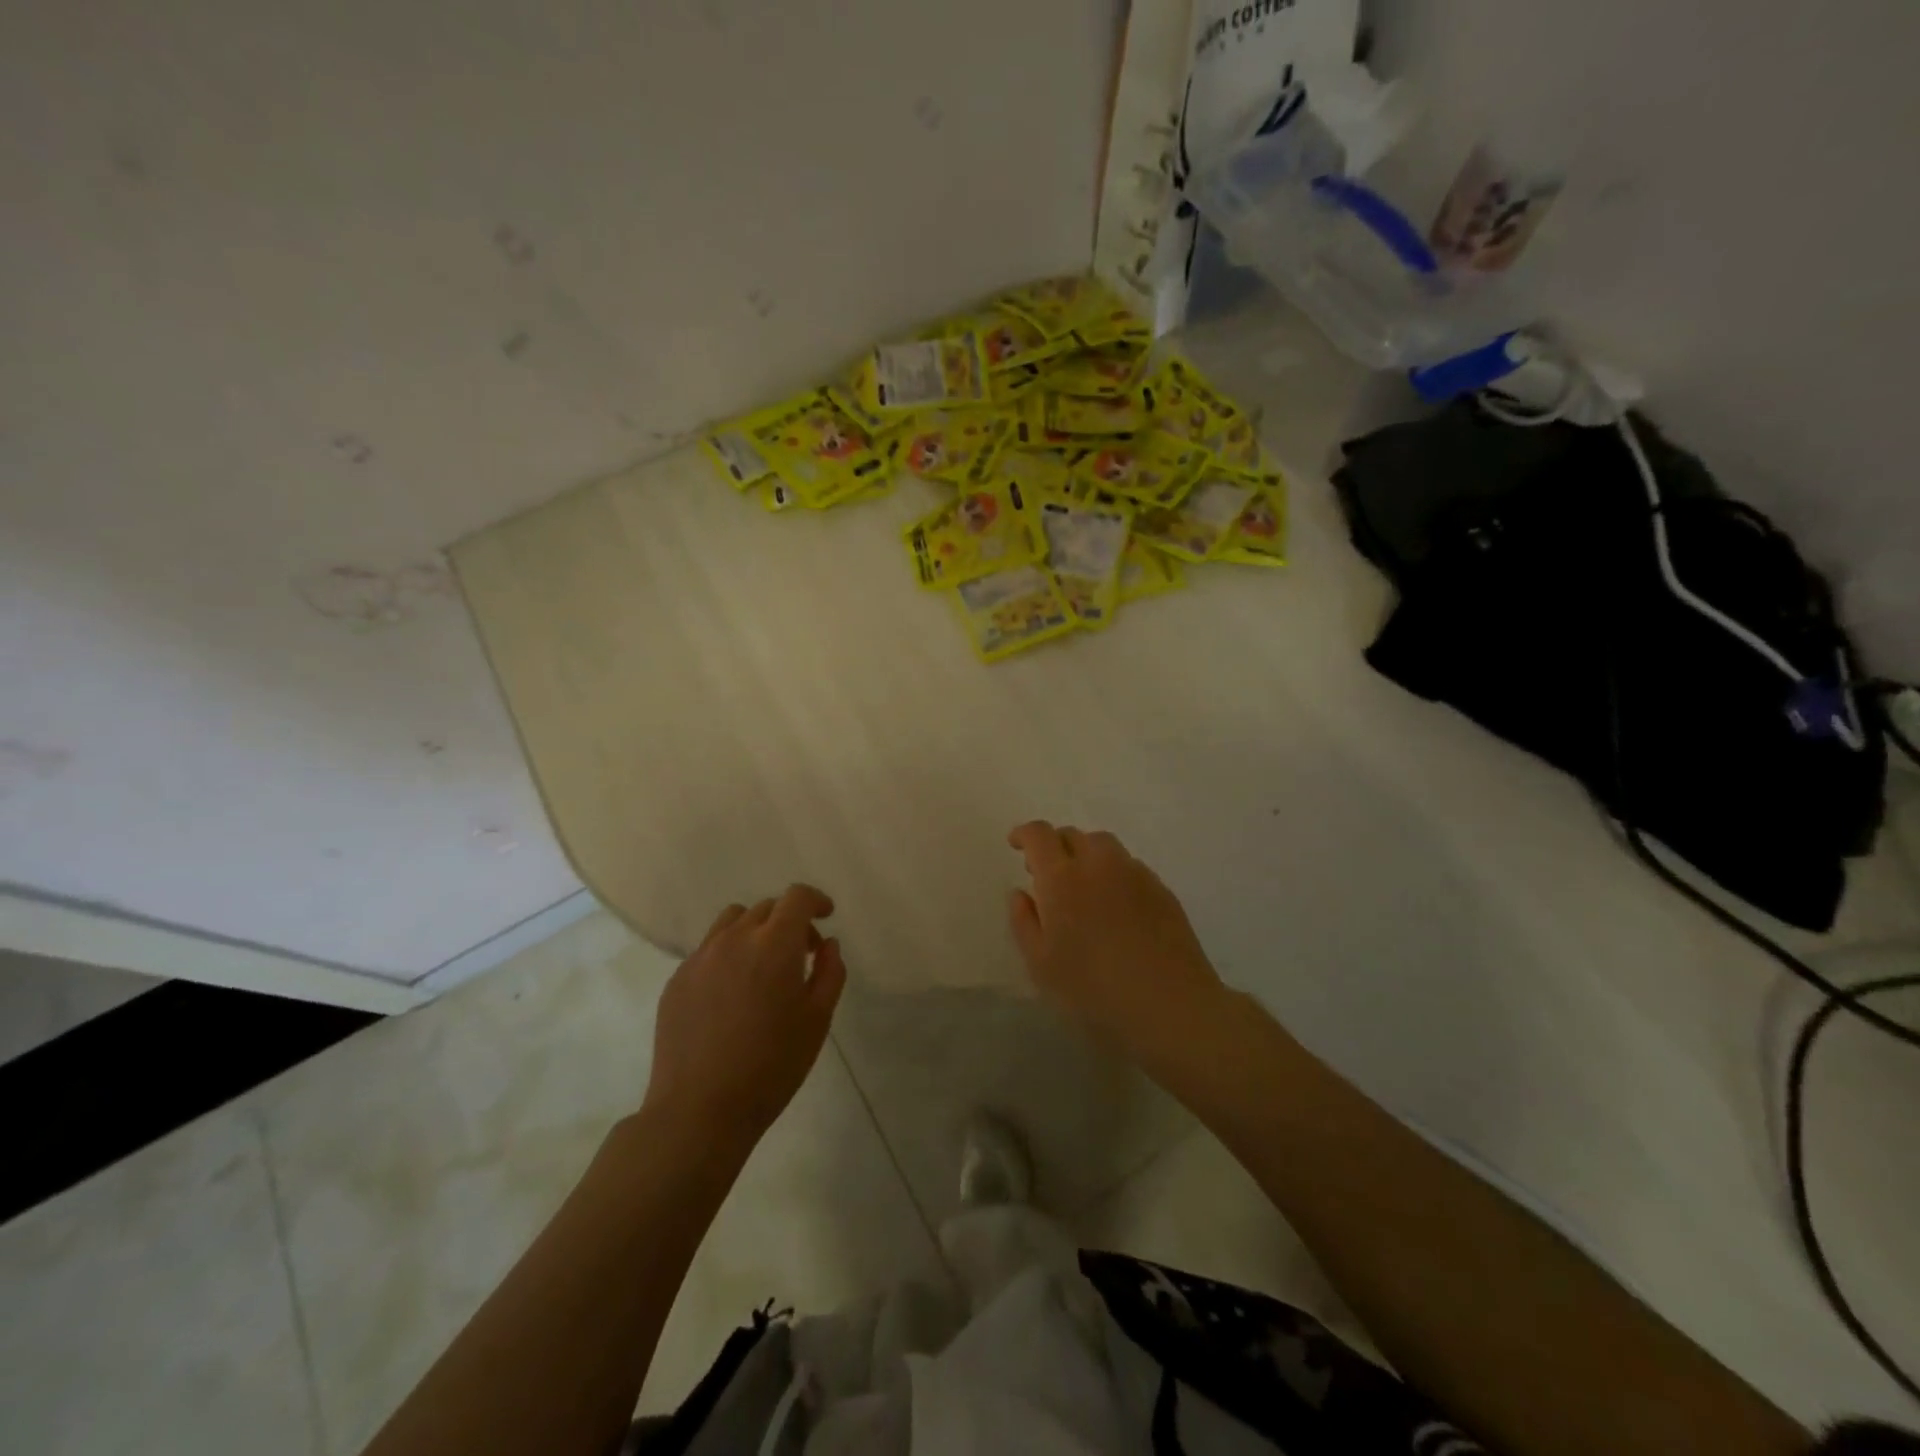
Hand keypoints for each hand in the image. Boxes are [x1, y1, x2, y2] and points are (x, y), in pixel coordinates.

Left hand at [643, 885, 845, 1145]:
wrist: (699, 1110)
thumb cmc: (771, 1066)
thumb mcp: (817, 1021)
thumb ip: (830, 973)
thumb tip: (827, 944)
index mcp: (774, 944)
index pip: (797, 897)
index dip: (816, 900)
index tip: (826, 916)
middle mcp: (734, 939)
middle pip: (766, 908)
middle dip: (789, 921)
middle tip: (802, 955)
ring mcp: (700, 958)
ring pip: (732, 921)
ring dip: (755, 931)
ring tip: (763, 967)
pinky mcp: (677, 980)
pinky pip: (708, 950)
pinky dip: (728, 955)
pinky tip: (732, 995)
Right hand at [1007, 821, 1225, 1064]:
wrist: (1170, 1007)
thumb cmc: (1094, 990)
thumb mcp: (1041, 965)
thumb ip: (1024, 922)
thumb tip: (1021, 893)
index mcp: (1062, 878)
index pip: (1039, 835)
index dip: (1024, 834)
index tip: (1016, 845)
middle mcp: (1099, 864)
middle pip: (1073, 835)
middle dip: (1055, 846)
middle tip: (1046, 874)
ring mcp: (1135, 874)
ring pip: (1104, 846)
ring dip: (1086, 855)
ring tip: (1082, 887)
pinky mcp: (1162, 890)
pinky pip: (1130, 866)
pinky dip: (1113, 873)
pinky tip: (1115, 906)